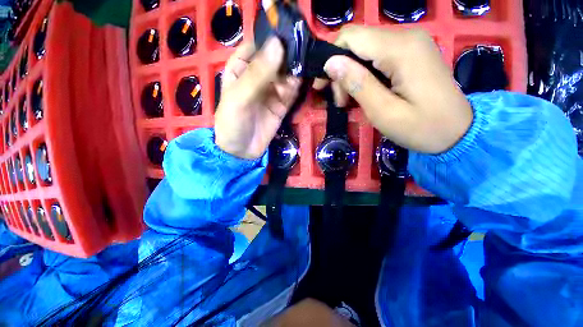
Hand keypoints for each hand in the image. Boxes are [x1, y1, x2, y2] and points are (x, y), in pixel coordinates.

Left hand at [215, 37, 300, 158]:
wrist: (241, 151)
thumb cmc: (232, 122)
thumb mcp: (239, 97)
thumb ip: (258, 74)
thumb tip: (278, 45)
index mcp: (240, 68)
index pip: (258, 46)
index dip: (272, 40)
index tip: (290, 34)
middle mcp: (258, 76)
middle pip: (276, 60)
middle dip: (289, 56)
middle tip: (304, 50)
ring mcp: (271, 91)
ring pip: (286, 75)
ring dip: (295, 72)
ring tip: (304, 68)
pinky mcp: (281, 105)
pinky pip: (291, 92)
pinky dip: (297, 87)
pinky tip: (301, 84)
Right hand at [315, 26, 472, 153]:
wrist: (457, 132)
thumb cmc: (421, 127)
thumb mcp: (383, 112)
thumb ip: (357, 84)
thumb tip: (330, 63)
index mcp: (400, 49)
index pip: (351, 37)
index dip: (330, 58)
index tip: (323, 86)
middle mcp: (406, 36)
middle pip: (356, 42)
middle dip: (341, 71)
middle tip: (341, 101)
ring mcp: (410, 43)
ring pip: (364, 50)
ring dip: (351, 75)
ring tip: (350, 101)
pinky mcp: (411, 53)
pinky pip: (377, 56)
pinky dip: (363, 74)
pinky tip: (363, 92)